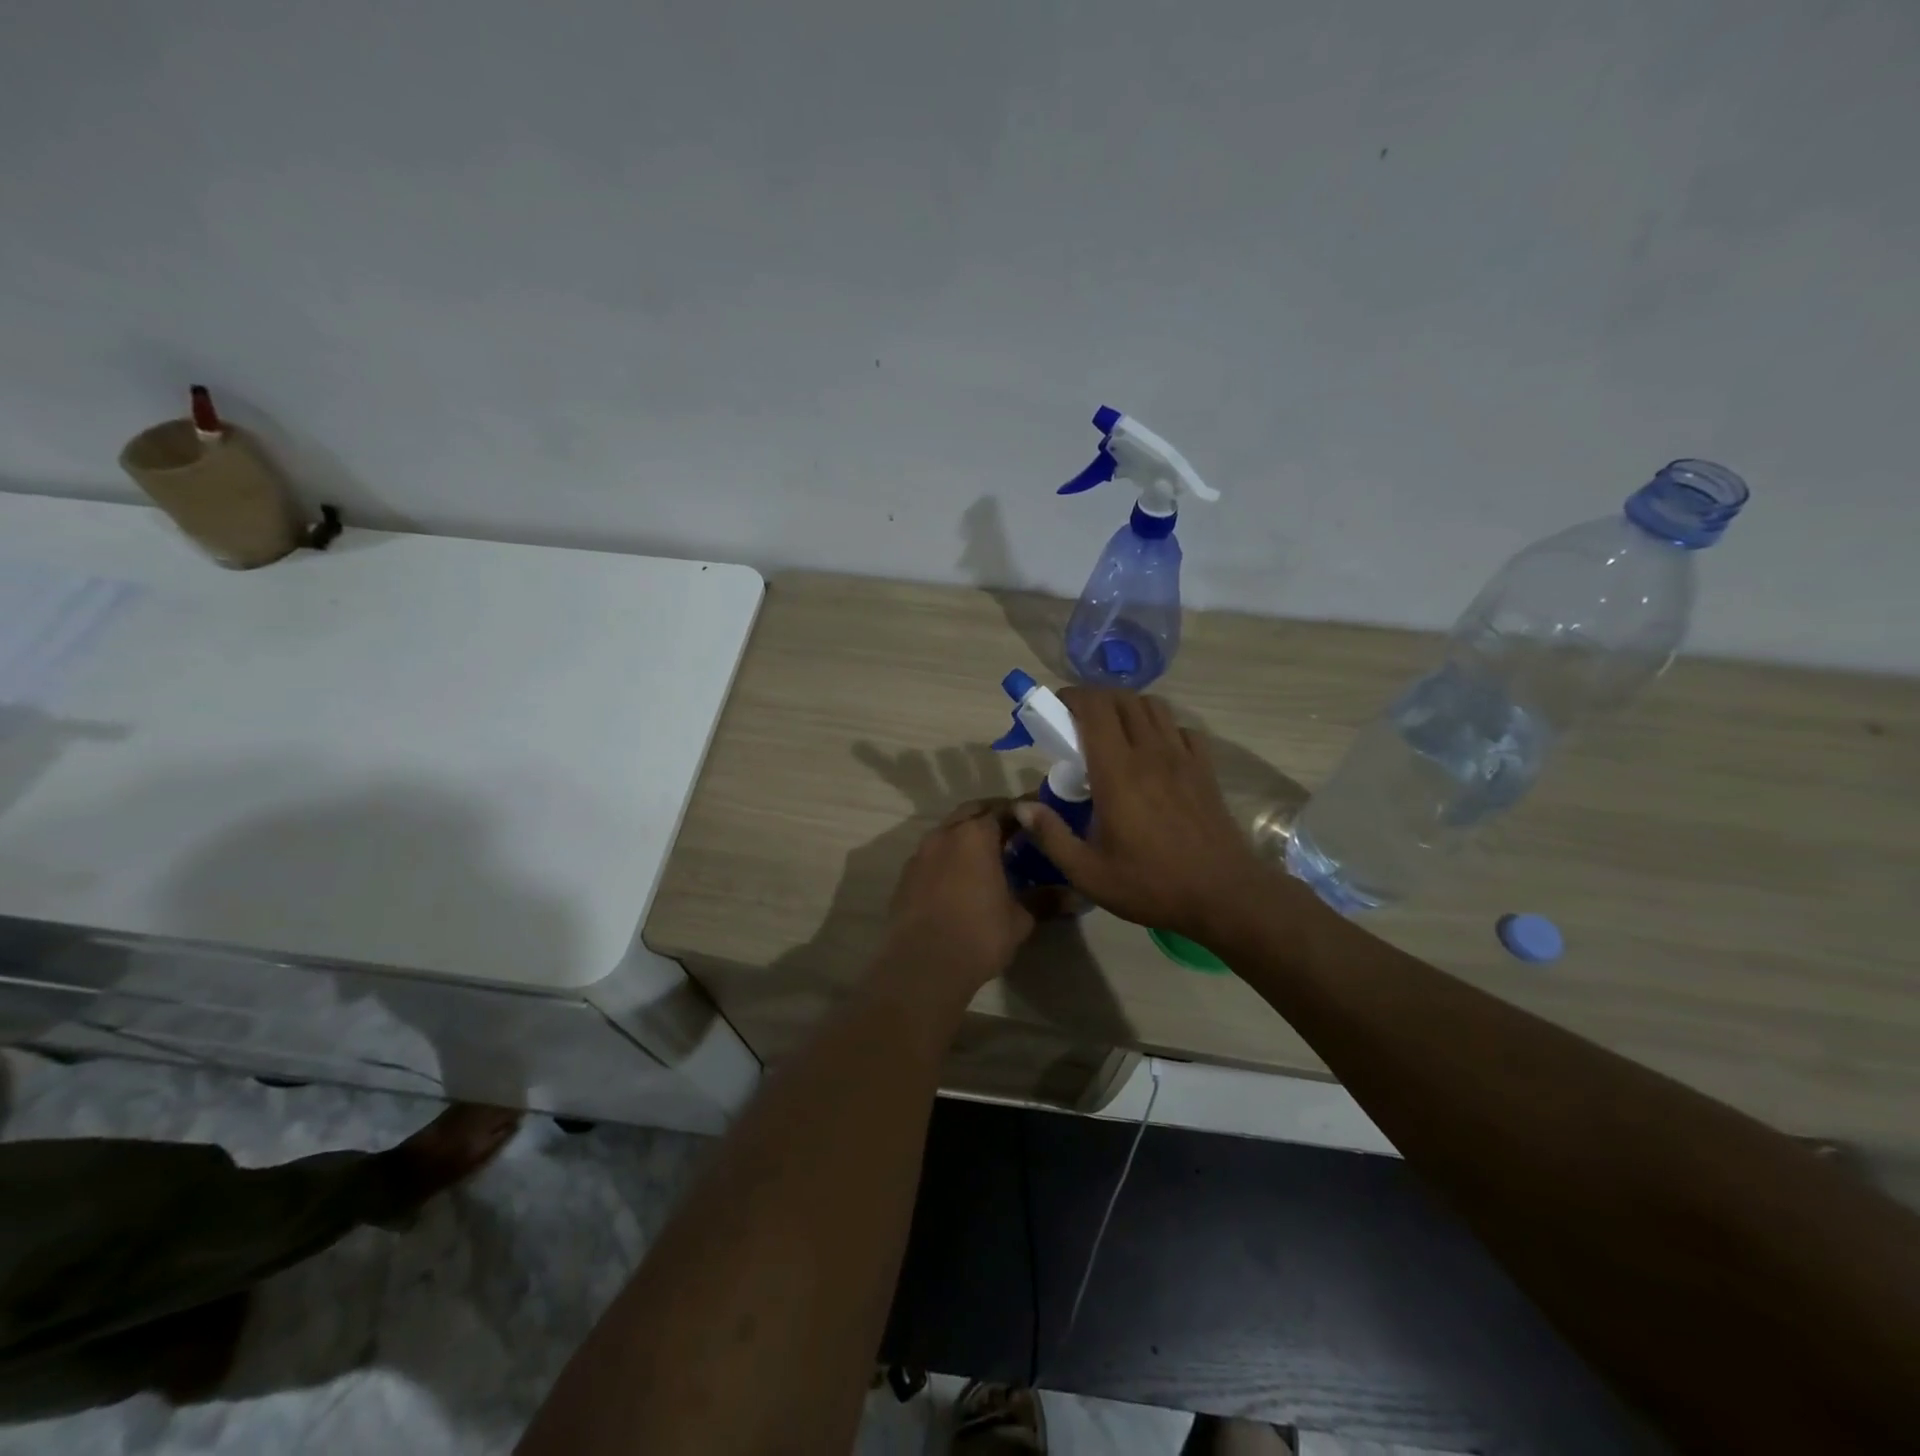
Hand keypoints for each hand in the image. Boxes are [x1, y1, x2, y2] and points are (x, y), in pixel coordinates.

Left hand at [882, 799, 1037, 993]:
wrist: (922, 966)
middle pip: (972, 812)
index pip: (1004, 809)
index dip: (1024, 811)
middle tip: (1016, 831)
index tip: (1040, 817)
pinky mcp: (906, 877)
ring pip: (948, 832)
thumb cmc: (979, 934)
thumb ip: (1045, 900)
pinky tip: (961, 879)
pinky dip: (949, 857)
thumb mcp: (1020, 919)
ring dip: (968, 836)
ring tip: (989, 856)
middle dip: (993, 816)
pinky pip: (932, 855)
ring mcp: (920, 854)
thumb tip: (1077, 896)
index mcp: (975, 835)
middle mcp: (945, 834)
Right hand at [1013, 689, 1277, 943]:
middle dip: (1096, 699)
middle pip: (1123, 699)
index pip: (1095, 709)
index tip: (1055, 709)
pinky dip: (1162, 728)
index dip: (1072, 697)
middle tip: (1077, 722)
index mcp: (1117, 772)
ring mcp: (1183, 757)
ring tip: (1113, 732)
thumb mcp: (1089, 873)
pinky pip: (1181, 729)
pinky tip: (1154, 752)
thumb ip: (1051, 836)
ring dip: (1128, 708)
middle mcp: (1150, 753)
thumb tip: (1022, 808)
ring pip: (1154, 706)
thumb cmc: (1151, 885)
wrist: (1225, 895)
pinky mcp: (1205, 769)